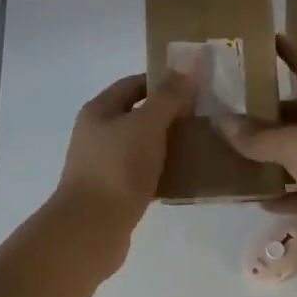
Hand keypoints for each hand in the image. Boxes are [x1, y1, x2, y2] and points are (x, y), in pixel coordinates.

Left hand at [54, 66, 197, 237]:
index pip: (133, 84)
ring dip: (168, 144)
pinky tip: (186, 176)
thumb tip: (186, 67)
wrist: (91, 229)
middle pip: (138, 114)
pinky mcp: (114, 192)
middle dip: (170, 114)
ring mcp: (104, 165)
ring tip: (201, 144)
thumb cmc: (118, 168)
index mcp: (99, 111)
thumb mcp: (146, 125)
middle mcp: (97, 134)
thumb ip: (167, 97)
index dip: (163, 81)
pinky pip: (143, 173)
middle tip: (204, 115)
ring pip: (142, 145)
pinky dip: (163, 171)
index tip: (195, 85)